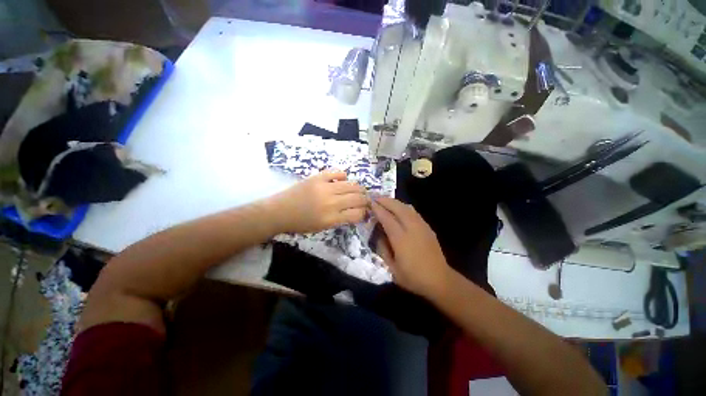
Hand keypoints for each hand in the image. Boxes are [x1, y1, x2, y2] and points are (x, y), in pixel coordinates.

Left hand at [266, 170, 368, 233]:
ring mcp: (324, 188)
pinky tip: (343, 180)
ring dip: (358, 188)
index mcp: (331, 218)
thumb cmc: (300, 224)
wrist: (278, 211)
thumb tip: (355, 212)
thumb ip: (340, 219)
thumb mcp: (322, 228)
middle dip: (365, 199)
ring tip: (359, 190)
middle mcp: (331, 203)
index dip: (364, 213)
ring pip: (351, 185)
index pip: (357, 214)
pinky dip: (343, 176)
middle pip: (357, 198)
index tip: (365, 211)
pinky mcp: (318, 177)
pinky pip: (337, 173)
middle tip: (366, 200)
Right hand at [371, 197, 451, 297]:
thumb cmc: (413, 277)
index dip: (378, 209)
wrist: (440, 280)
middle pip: (398, 208)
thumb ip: (383, 249)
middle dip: (386, 200)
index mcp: (401, 240)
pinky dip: (404, 207)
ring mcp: (421, 227)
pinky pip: (413, 212)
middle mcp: (412, 229)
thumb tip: (379, 234)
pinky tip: (399, 208)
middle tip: (376, 197)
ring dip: (395, 202)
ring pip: (407, 208)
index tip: (370, 202)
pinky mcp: (427, 228)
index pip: (387, 218)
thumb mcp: (391, 269)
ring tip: (386, 200)